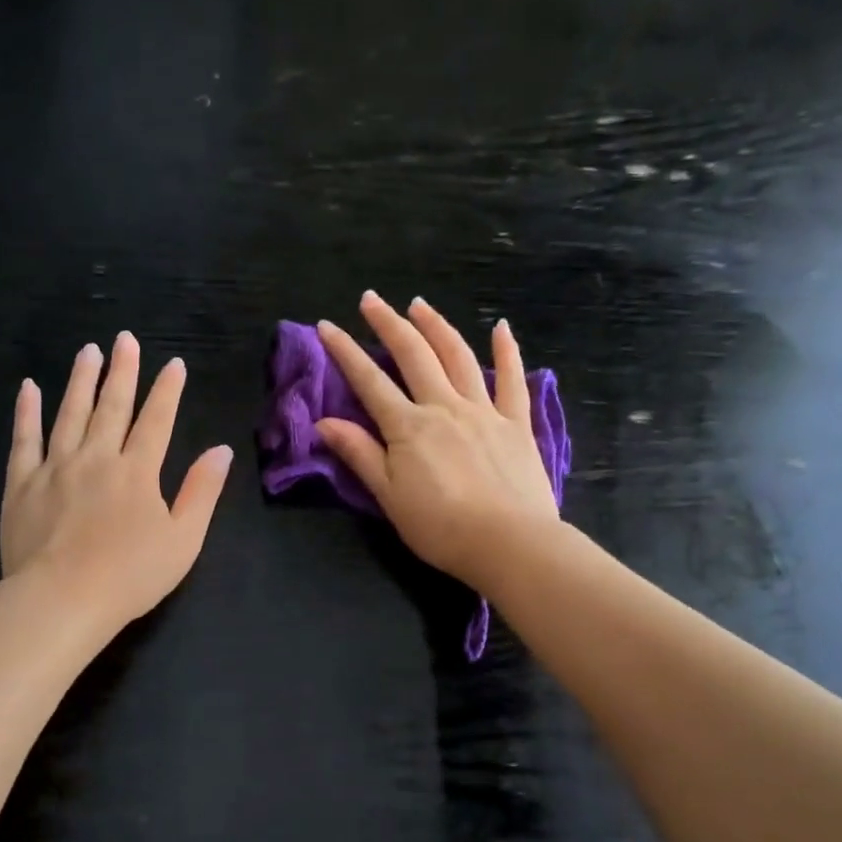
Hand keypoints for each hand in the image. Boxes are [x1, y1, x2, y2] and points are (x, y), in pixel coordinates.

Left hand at [1, 332, 232, 633]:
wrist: (62, 600)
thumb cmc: (130, 576)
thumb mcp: (183, 540)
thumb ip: (201, 492)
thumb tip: (220, 450)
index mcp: (137, 472)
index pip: (156, 421)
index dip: (167, 391)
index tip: (173, 364)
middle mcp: (97, 458)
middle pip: (112, 407)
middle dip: (122, 371)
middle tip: (125, 339)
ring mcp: (55, 468)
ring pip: (69, 414)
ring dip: (80, 381)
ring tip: (88, 351)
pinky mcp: (22, 484)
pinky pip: (24, 440)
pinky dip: (26, 412)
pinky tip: (29, 388)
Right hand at [316, 292, 558, 589]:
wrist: (508, 543)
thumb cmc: (440, 528)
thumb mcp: (388, 497)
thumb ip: (360, 455)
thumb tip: (324, 423)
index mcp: (408, 427)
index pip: (369, 381)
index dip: (345, 352)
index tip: (326, 326)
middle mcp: (444, 407)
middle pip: (414, 355)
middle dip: (389, 324)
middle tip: (371, 299)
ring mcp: (484, 411)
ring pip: (458, 357)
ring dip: (436, 326)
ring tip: (419, 305)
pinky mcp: (517, 423)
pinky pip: (511, 379)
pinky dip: (506, 350)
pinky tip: (500, 327)